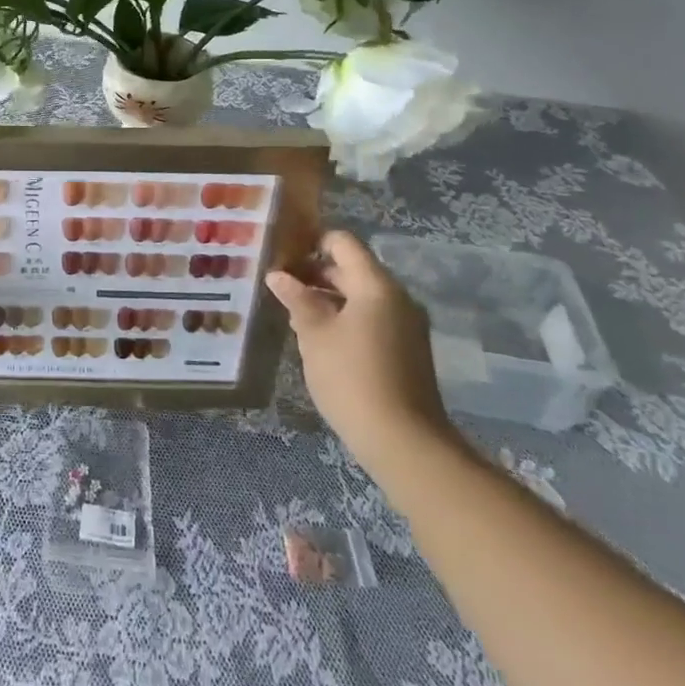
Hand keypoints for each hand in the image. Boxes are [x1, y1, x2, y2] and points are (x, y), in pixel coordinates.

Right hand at [265, 229, 455, 472]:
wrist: (404, 443)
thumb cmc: (351, 378)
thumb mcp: (314, 334)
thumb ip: (296, 299)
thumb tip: (277, 275)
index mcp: (376, 285)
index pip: (342, 243)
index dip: (311, 242)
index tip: (281, 254)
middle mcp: (397, 297)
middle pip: (352, 269)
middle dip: (314, 273)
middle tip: (279, 285)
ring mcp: (406, 325)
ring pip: (361, 297)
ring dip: (328, 298)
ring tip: (292, 313)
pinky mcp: (407, 351)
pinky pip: (372, 319)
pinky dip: (345, 319)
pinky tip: (318, 339)